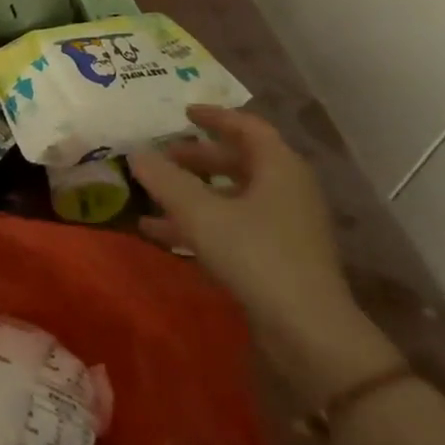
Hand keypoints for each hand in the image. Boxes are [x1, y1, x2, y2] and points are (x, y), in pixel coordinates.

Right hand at [128, 105, 396, 397]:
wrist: (308, 331)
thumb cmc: (256, 255)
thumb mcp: (200, 213)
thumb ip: (165, 179)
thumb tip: (135, 152)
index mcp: (278, 168)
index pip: (247, 127)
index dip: (214, 117)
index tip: (183, 113)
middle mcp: (286, 190)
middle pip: (238, 161)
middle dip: (197, 157)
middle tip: (162, 156)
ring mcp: (285, 225)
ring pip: (232, 196)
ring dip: (193, 192)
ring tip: (152, 194)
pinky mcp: (277, 256)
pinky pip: (233, 225)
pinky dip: (200, 222)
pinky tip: (160, 232)